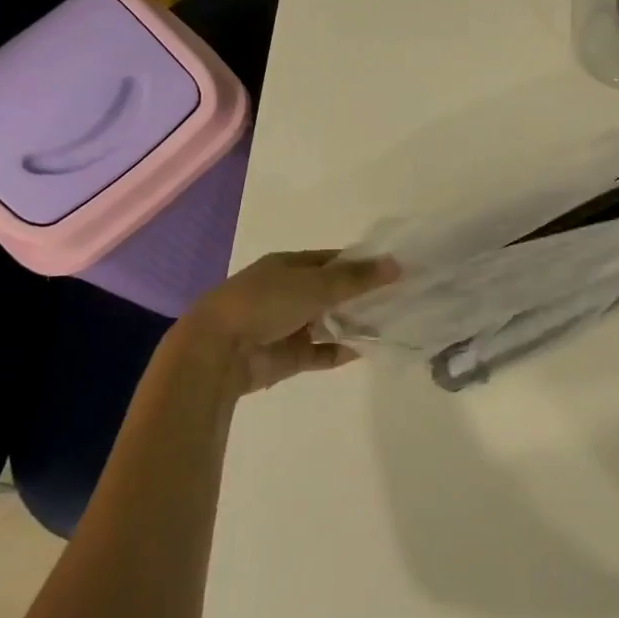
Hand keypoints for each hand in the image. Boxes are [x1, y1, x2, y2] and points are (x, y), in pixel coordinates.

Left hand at [181, 250, 399, 393]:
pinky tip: (367, 350)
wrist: (218, 351)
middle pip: (332, 292)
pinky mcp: (288, 357)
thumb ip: (357, 278)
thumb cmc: (265, 303)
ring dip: (355, 324)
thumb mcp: (315, 284)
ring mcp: (287, 326)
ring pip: (329, 323)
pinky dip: (341, 351)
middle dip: (362, 296)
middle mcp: (288, 293)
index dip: (361, 264)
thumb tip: (396, 264)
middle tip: (400, 299)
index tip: (393, 271)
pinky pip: (321, 352)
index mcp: (289, 267)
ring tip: (391, 325)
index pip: (332, 260)